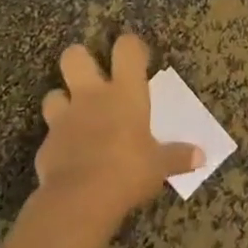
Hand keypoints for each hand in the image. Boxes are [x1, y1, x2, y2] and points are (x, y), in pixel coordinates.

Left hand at [34, 34, 201, 224]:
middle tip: (93, 76)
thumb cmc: (128, 171)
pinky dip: (58, 141)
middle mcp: (91, 96)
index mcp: (125, 92)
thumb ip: (178, 157)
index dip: (131, 47)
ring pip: (53, 93)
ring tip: (76, 116)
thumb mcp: (159, 166)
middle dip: (81, 59)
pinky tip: (69, 155)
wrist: (79, 200)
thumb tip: (201, 157)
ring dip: (63, 101)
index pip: (127, 49)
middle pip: (74, 56)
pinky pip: (50, 134)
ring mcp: (64, 118)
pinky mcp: (45, 145)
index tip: (138, 57)